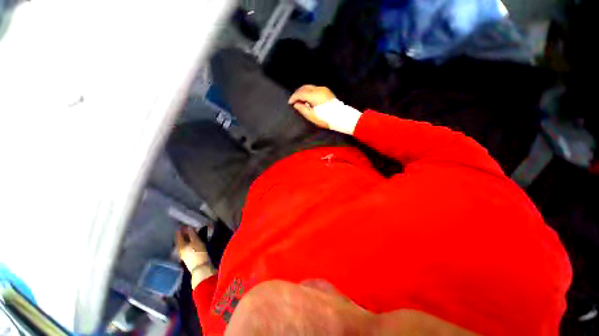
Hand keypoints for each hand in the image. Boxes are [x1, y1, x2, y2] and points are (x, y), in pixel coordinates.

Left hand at [175, 226, 209, 271]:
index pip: (178, 235)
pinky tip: (195, 240)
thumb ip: (192, 234)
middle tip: (191, 227)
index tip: (185, 224)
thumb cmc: (199, 253)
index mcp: (180, 245)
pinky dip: (190, 241)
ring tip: (194, 232)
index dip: (181, 229)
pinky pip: (188, 246)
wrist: (201, 267)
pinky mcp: (188, 256)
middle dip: (185, 233)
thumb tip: (189, 227)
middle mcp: (180, 249)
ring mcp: (184, 254)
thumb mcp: (196, 241)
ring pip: (185, 243)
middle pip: (181, 239)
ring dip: (189, 237)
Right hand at [288, 85, 335, 128]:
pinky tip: (308, 100)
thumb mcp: (312, 116)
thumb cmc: (325, 118)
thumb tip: (296, 104)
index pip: (300, 93)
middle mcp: (318, 89)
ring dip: (303, 92)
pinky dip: (309, 93)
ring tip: (300, 101)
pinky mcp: (326, 91)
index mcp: (314, 95)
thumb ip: (302, 109)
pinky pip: (314, 89)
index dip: (293, 97)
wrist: (341, 117)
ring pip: (309, 87)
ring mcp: (323, 89)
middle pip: (304, 88)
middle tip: (294, 101)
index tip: (290, 103)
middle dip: (297, 93)